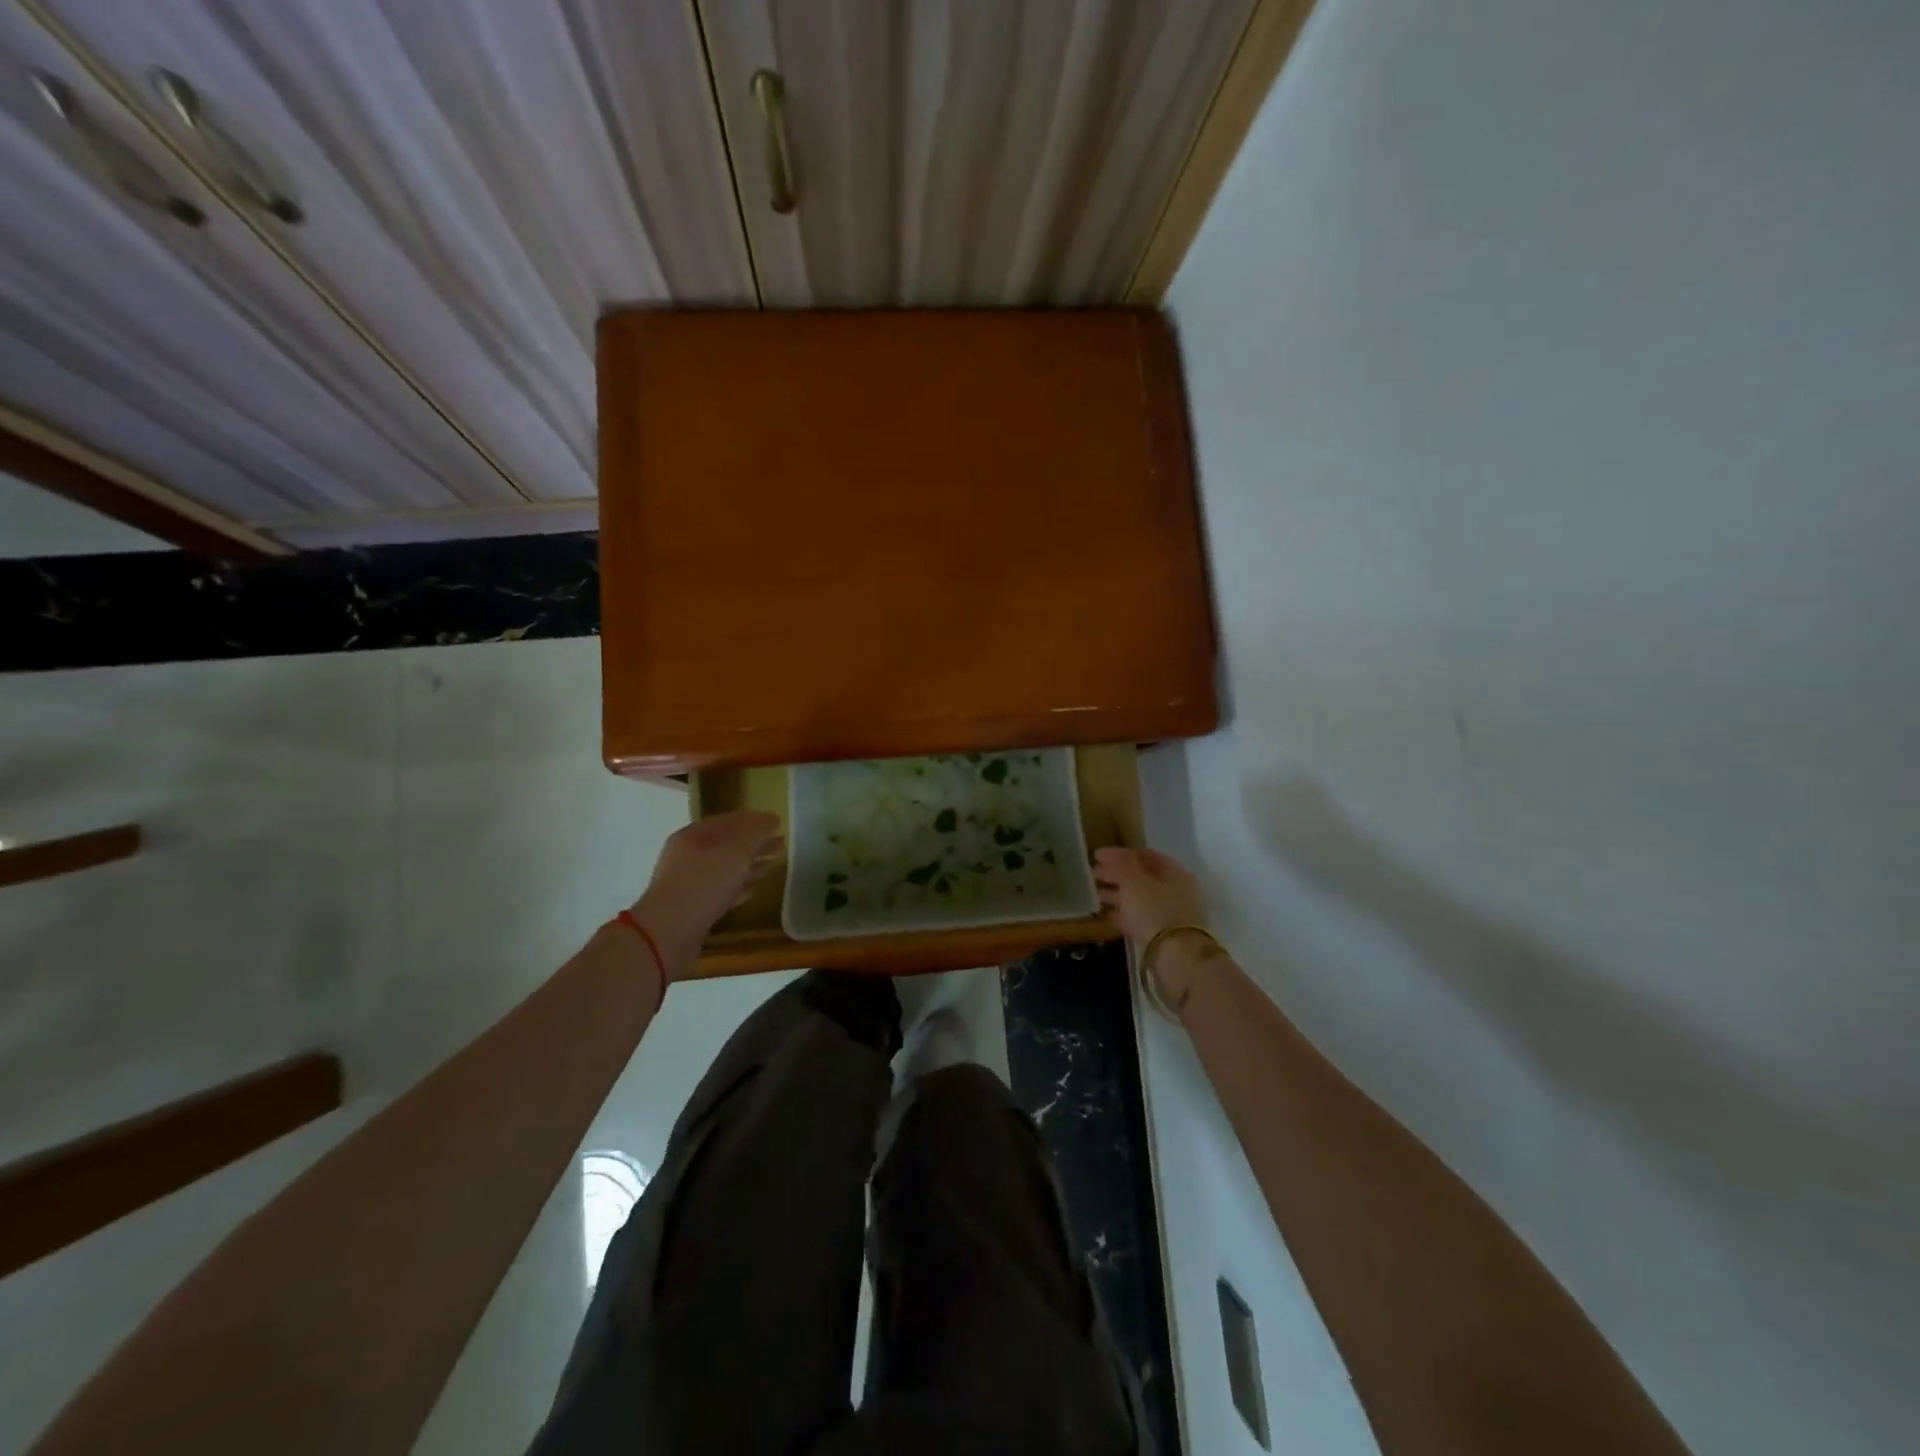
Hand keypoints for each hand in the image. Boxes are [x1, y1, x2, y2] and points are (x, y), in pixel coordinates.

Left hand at [632, 811, 782, 972]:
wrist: (668, 934)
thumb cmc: (703, 884)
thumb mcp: (735, 852)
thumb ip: (755, 833)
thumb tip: (770, 820)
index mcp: (693, 836)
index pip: (729, 820)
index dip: (755, 819)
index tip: (778, 822)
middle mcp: (688, 856)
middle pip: (728, 844)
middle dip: (755, 843)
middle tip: (780, 843)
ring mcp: (689, 883)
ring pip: (726, 868)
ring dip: (749, 865)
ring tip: (772, 864)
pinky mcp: (694, 908)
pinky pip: (722, 890)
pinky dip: (739, 886)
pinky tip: (754, 889)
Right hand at [1093, 846, 1202, 943]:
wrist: (1175, 956)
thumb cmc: (1155, 909)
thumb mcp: (1133, 881)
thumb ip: (1119, 864)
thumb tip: (1106, 853)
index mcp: (1173, 872)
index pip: (1145, 855)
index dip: (1121, 853)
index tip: (1098, 856)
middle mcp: (1173, 890)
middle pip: (1140, 876)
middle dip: (1115, 874)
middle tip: (1092, 874)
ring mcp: (1166, 913)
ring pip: (1137, 898)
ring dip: (1115, 893)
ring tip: (1093, 893)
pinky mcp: (1158, 934)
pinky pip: (1136, 918)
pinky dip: (1120, 913)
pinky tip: (1103, 913)